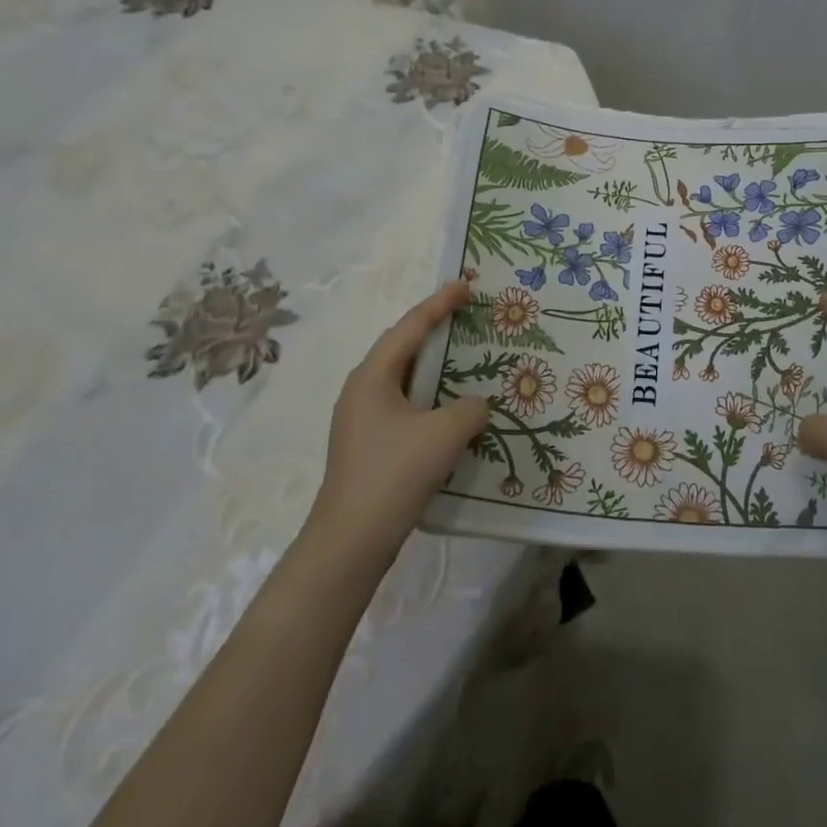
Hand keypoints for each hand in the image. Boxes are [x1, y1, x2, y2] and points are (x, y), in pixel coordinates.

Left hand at [303, 280, 489, 570]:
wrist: (350, 542)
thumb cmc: (394, 475)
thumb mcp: (443, 435)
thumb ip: (470, 408)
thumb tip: (476, 404)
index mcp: (372, 376)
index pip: (410, 327)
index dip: (439, 304)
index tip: (465, 285)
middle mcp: (362, 390)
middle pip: (403, 348)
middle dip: (435, 330)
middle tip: (467, 315)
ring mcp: (362, 419)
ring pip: (404, 379)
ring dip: (434, 366)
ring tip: (465, 356)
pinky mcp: (370, 445)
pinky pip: (405, 404)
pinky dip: (430, 396)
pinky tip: (452, 408)